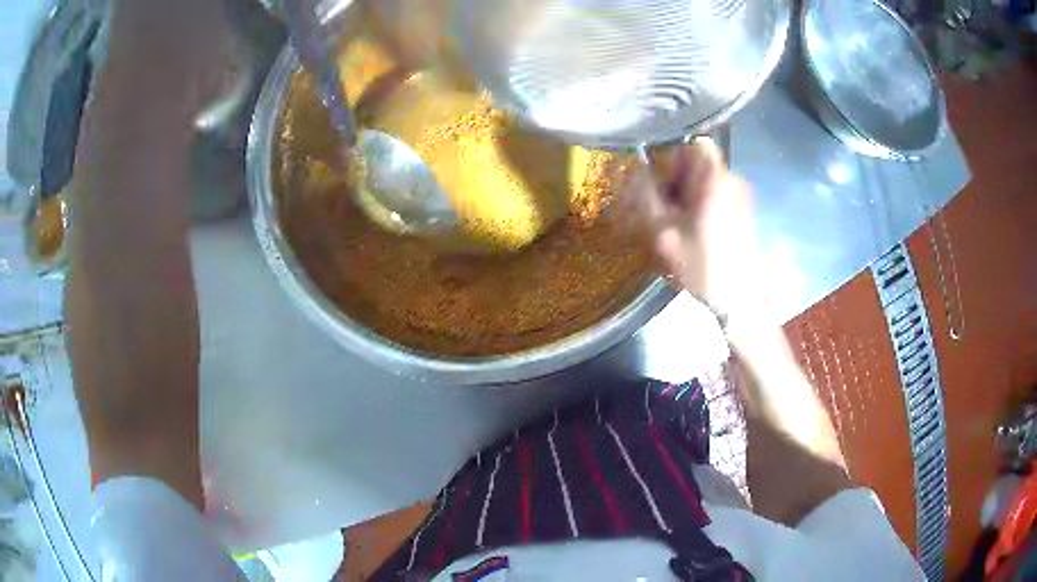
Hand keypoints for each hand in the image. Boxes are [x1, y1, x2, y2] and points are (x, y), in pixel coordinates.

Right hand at [635, 139, 763, 322]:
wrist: (740, 298)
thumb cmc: (703, 265)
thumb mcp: (665, 234)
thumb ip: (647, 199)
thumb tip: (637, 175)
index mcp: (715, 181)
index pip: (695, 145)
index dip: (674, 157)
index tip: (662, 182)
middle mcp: (731, 181)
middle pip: (698, 164)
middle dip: (676, 180)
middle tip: (663, 209)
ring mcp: (740, 196)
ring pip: (705, 181)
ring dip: (685, 196)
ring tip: (675, 224)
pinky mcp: (742, 211)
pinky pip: (715, 195)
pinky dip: (699, 206)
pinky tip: (691, 232)